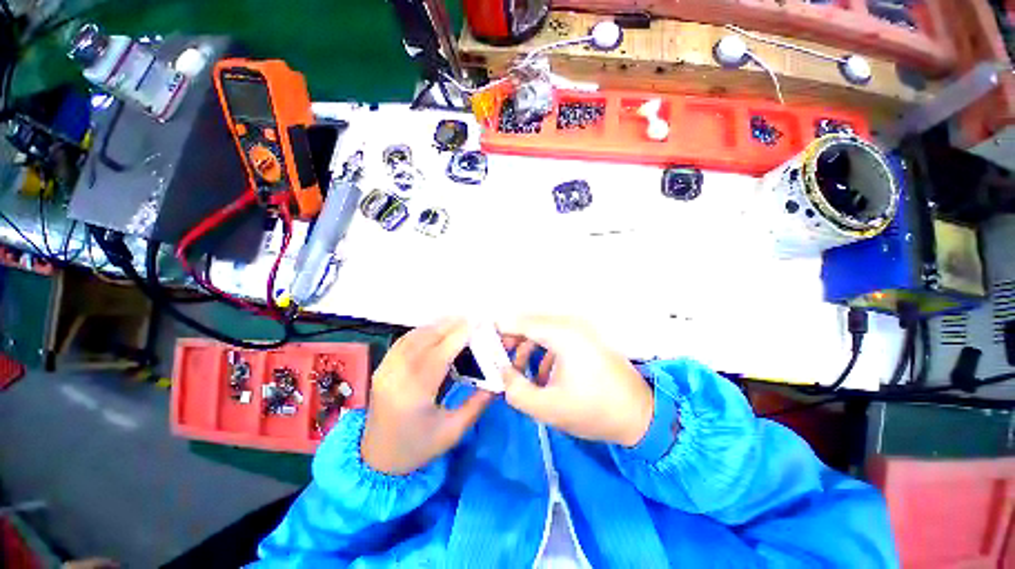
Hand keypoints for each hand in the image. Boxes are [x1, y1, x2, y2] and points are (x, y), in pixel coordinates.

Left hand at [361, 318, 492, 474]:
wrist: (376, 460)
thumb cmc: (417, 448)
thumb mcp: (453, 431)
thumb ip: (478, 403)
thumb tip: (498, 381)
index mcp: (415, 393)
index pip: (441, 353)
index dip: (460, 335)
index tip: (478, 323)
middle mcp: (397, 375)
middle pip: (426, 339)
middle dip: (451, 325)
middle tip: (472, 319)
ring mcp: (385, 369)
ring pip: (414, 336)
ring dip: (437, 326)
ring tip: (458, 323)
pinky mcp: (381, 367)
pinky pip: (403, 341)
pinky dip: (422, 331)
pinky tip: (435, 331)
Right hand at [499, 316, 652, 446]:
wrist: (640, 416)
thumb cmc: (594, 411)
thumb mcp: (547, 407)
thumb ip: (514, 388)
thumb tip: (499, 371)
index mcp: (562, 333)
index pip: (519, 321)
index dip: (497, 330)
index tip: (480, 342)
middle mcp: (570, 324)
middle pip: (529, 323)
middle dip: (510, 340)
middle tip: (497, 361)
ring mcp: (580, 330)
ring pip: (541, 330)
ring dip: (525, 346)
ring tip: (517, 370)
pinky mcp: (585, 338)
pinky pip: (555, 337)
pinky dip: (541, 350)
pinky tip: (540, 374)